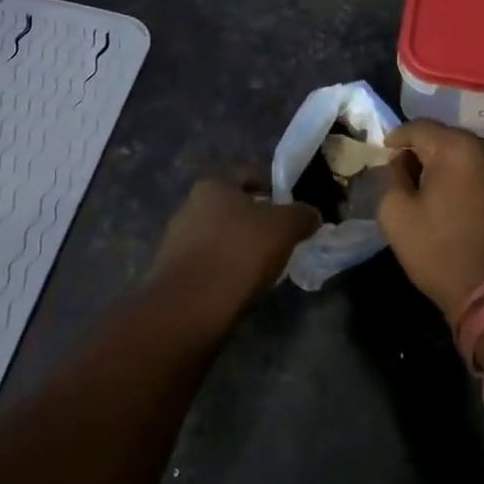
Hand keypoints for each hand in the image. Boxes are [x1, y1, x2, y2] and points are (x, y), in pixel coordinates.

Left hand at [148, 174, 318, 326]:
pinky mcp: (170, 273)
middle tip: (278, 240)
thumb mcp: (284, 229)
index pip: (248, 175)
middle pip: (231, 207)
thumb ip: (302, 216)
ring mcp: (175, 240)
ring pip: (217, 236)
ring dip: (237, 247)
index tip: (288, 211)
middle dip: (254, 221)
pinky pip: (206, 263)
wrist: (189, 309)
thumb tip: (312, 215)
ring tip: (260, 268)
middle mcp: (189, 205)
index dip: (272, 189)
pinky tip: (237, 287)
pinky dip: (222, 270)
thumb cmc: (239, 253)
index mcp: (213, 185)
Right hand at [378, 120, 483, 319]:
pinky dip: (465, 175)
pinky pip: (482, 169)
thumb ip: (390, 178)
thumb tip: (399, 163)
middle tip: (403, 172)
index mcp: (456, 147)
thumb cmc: (442, 253)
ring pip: (465, 152)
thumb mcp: (397, 216)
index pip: (418, 127)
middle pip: (444, 136)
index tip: (384, 153)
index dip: (397, 138)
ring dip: (445, 163)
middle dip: (422, 150)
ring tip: (428, 187)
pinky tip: (452, 197)